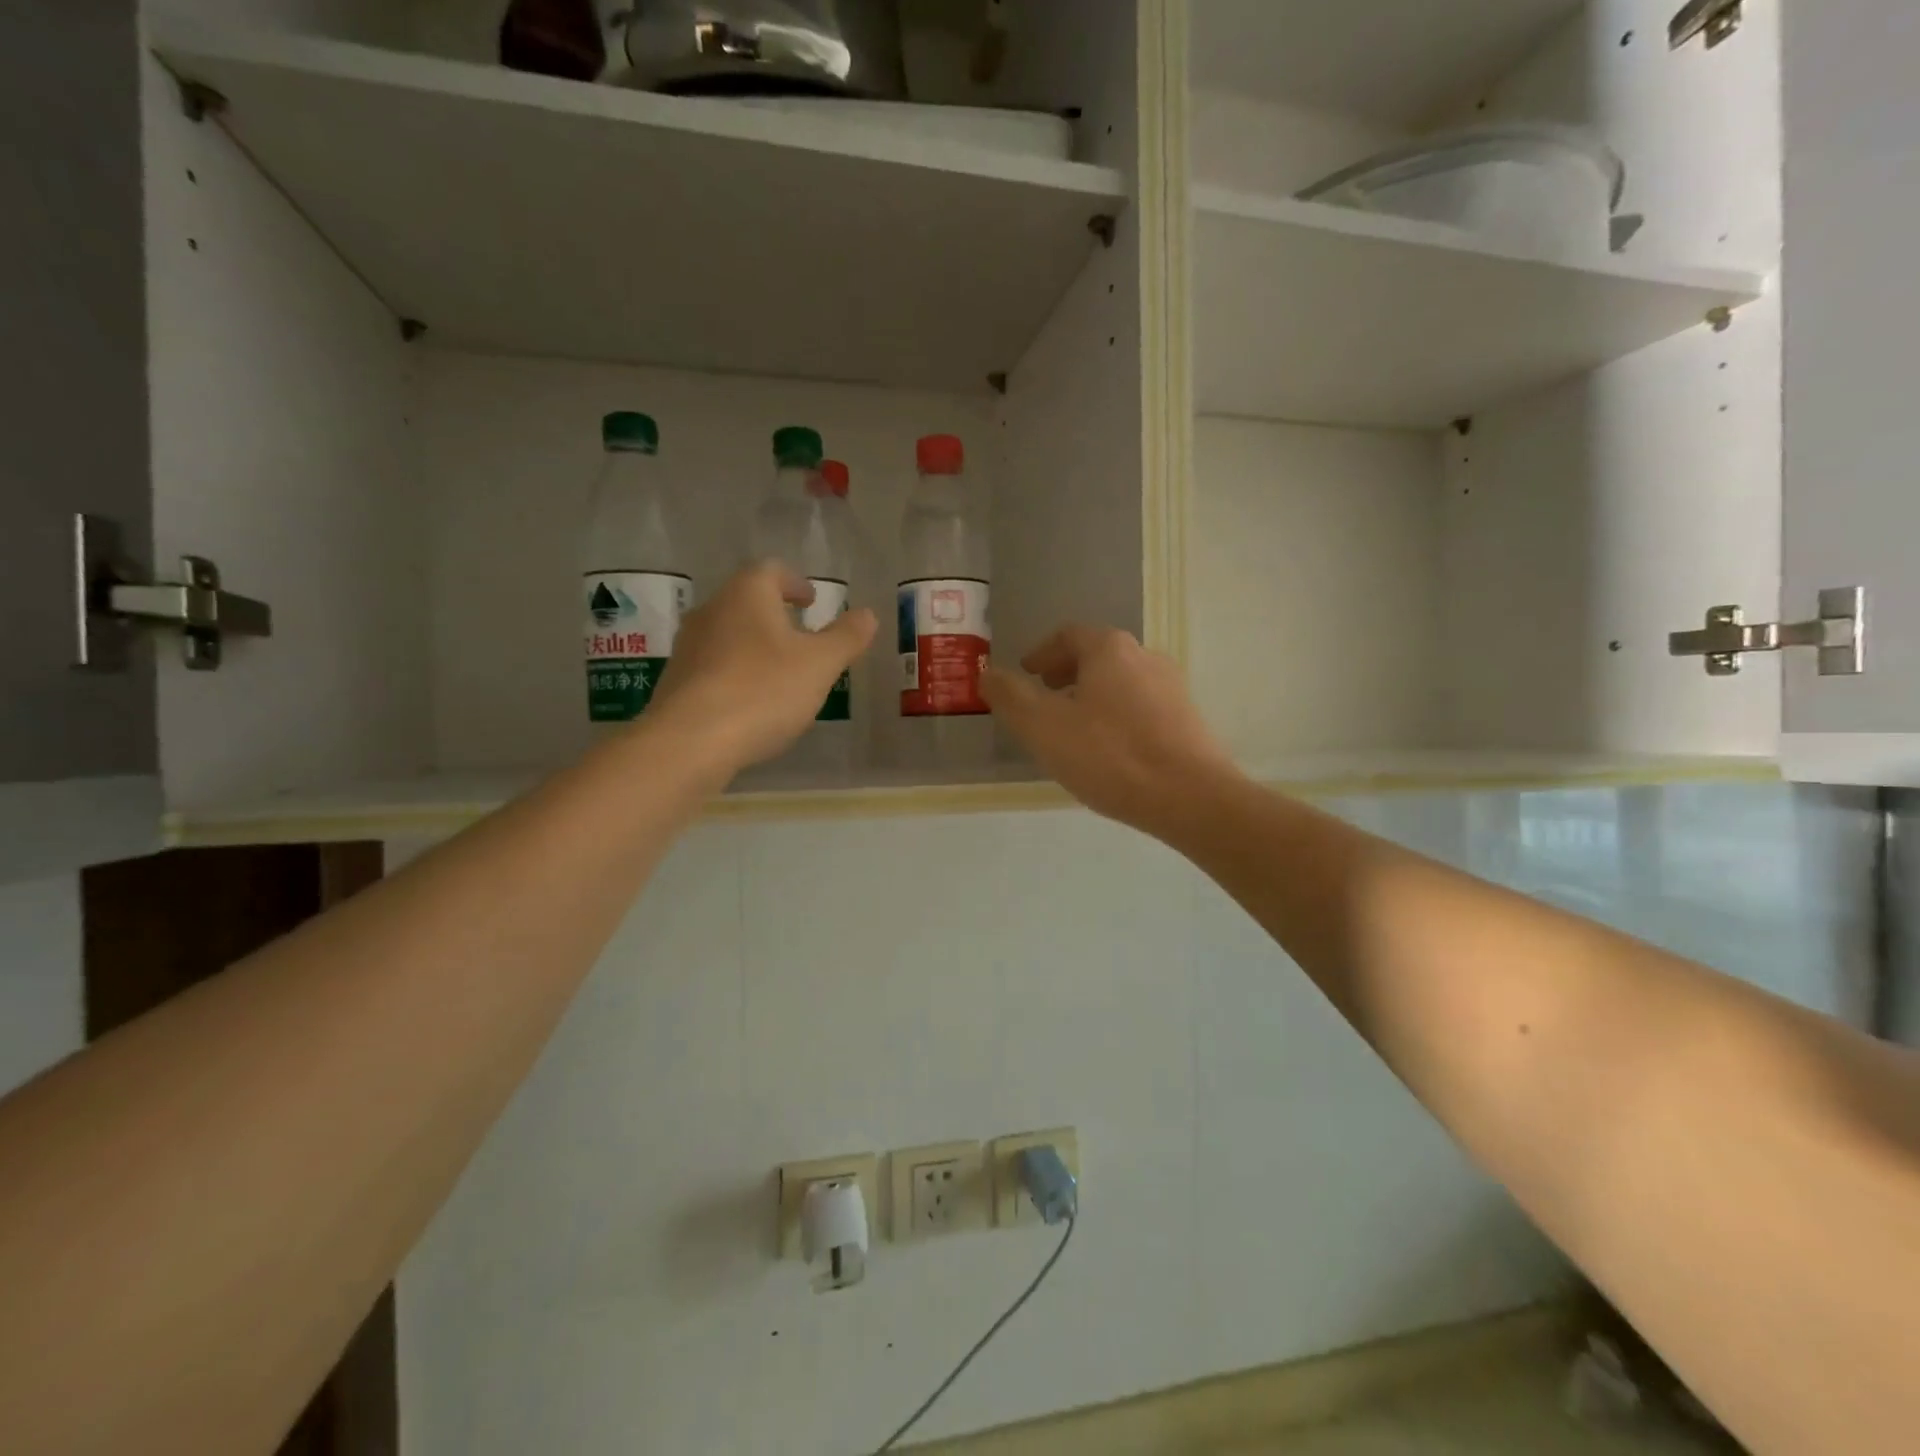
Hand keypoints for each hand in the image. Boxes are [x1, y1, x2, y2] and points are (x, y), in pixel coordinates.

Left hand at [649, 562, 876, 773]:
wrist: (690, 741)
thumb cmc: (763, 690)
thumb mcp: (820, 665)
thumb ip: (846, 638)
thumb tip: (867, 614)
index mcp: (746, 594)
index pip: (771, 571)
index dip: (795, 583)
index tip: (811, 601)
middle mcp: (711, 610)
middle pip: (746, 602)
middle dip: (775, 615)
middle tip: (802, 636)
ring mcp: (688, 647)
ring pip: (728, 634)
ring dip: (755, 646)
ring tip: (780, 672)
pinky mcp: (676, 682)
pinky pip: (713, 667)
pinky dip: (736, 673)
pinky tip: (751, 702)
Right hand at [982, 625, 1239, 838]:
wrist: (1191, 797)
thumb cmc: (1109, 755)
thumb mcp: (1043, 727)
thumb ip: (1010, 696)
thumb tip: (988, 673)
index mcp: (1109, 649)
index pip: (1069, 635)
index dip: (1042, 652)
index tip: (1027, 673)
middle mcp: (1145, 657)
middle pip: (1098, 656)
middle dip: (1067, 673)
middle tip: (1045, 697)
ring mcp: (1172, 688)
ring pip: (1121, 682)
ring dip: (1092, 696)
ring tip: (1073, 728)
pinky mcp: (1188, 720)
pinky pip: (1141, 707)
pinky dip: (1116, 716)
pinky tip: (1108, 751)